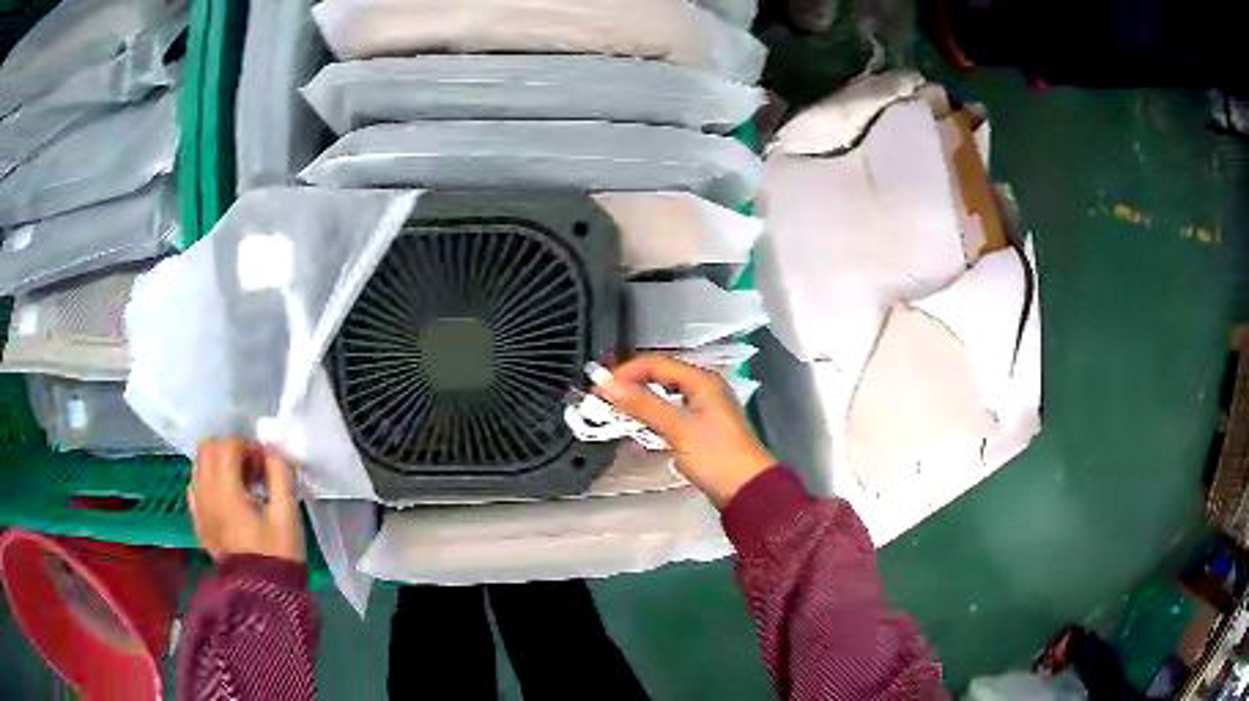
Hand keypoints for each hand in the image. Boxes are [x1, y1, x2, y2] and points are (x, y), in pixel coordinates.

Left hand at [189, 438, 304, 562]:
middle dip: (230, 449)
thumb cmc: (277, 555)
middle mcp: (205, 494)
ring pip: (198, 466)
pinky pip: (195, 488)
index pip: (227, 446)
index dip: (249, 447)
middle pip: (207, 449)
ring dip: (218, 463)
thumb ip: (281, 475)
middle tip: (253, 468)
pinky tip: (226, 499)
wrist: (262, 597)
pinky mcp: (199, 523)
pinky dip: (209, 483)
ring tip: (241, 483)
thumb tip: (275, 450)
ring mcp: (199, 509)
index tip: (267, 464)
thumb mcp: (287, 515)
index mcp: (226, 491)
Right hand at [596, 355, 775, 507]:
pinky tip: (639, 429)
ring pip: (664, 396)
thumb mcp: (677, 427)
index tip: (599, 388)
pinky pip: (670, 414)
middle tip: (603, 399)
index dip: (626, 372)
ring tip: (615, 413)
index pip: (656, 363)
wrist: (746, 489)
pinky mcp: (701, 429)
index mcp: (701, 380)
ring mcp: (704, 408)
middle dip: (631, 385)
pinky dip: (652, 418)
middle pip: (660, 376)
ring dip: (640, 402)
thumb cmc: (714, 454)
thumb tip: (607, 384)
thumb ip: (642, 404)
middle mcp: (703, 388)